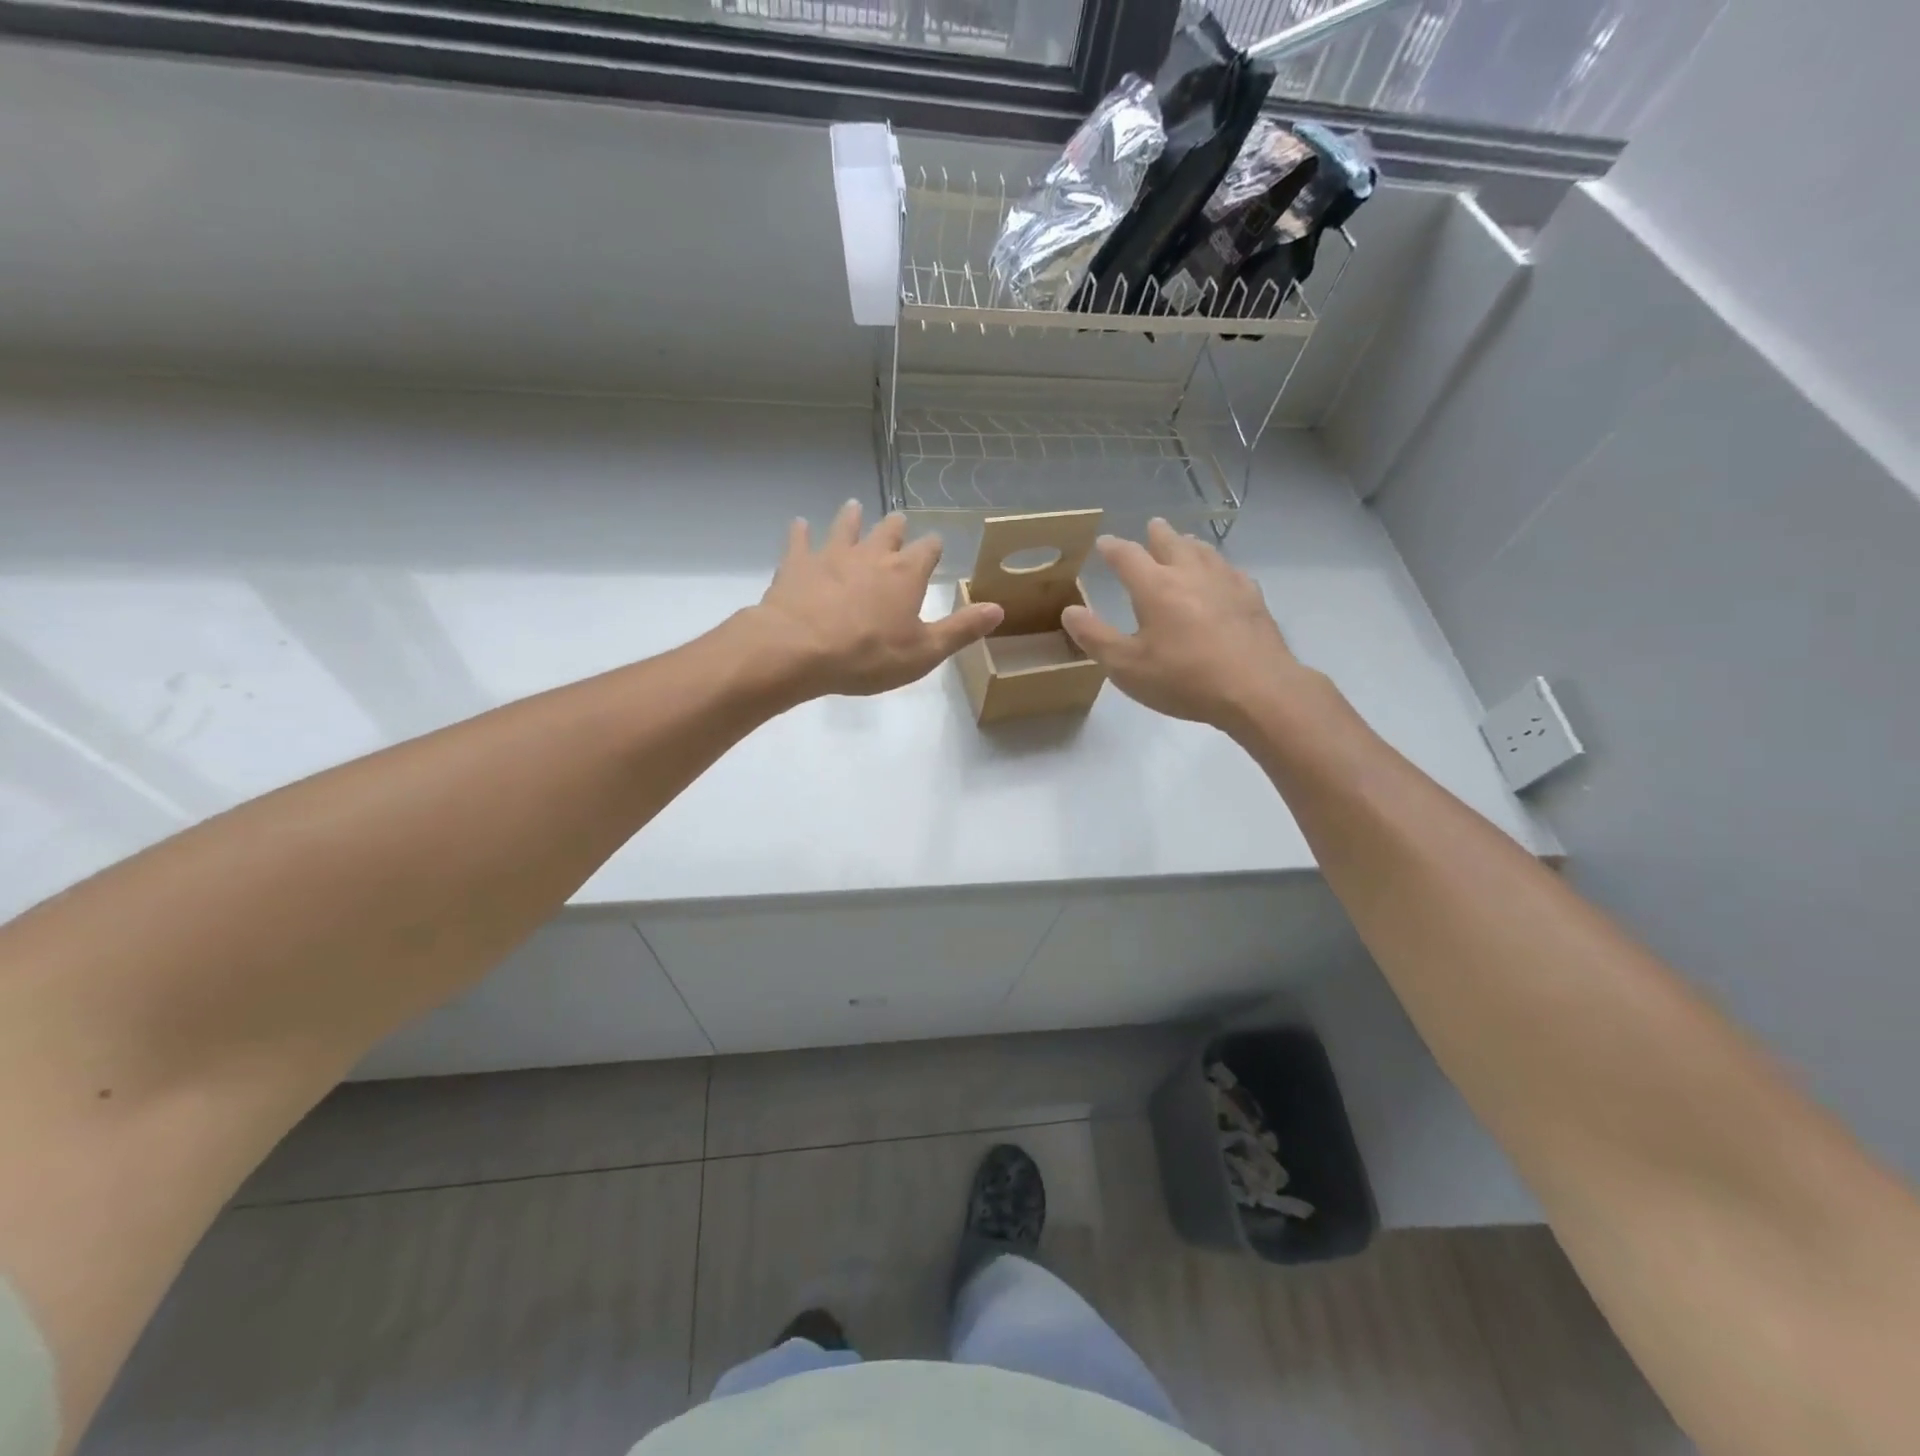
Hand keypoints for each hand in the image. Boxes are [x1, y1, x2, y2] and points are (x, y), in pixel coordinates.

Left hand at [747, 500, 1003, 698]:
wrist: (799, 649)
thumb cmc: (868, 655)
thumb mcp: (924, 651)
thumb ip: (961, 629)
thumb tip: (999, 608)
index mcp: (906, 574)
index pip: (928, 550)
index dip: (933, 548)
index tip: (935, 546)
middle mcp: (872, 555)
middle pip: (888, 532)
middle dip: (896, 527)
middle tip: (898, 519)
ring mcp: (831, 555)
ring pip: (845, 527)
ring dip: (851, 517)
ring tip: (853, 506)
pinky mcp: (797, 564)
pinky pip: (800, 540)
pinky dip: (801, 531)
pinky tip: (799, 524)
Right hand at [1061, 518, 1312, 730]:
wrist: (1257, 689)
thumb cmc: (1184, 679)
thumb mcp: (1127, 667)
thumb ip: (1095, 637)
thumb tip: (1070, 610)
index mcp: (1155, 587)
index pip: (1128, 556)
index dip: (1112, 548)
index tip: (1103, 543)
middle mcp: (1190, 574)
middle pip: (1171, 543)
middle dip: (1156, 534)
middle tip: (1151, 526)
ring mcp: (1225, 582)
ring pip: (1204, 551)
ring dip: (1189, 544)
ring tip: (1184, 542)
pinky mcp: (1252, 598)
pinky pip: (1230, 570)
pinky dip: (1218, 566)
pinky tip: (1223, 575)